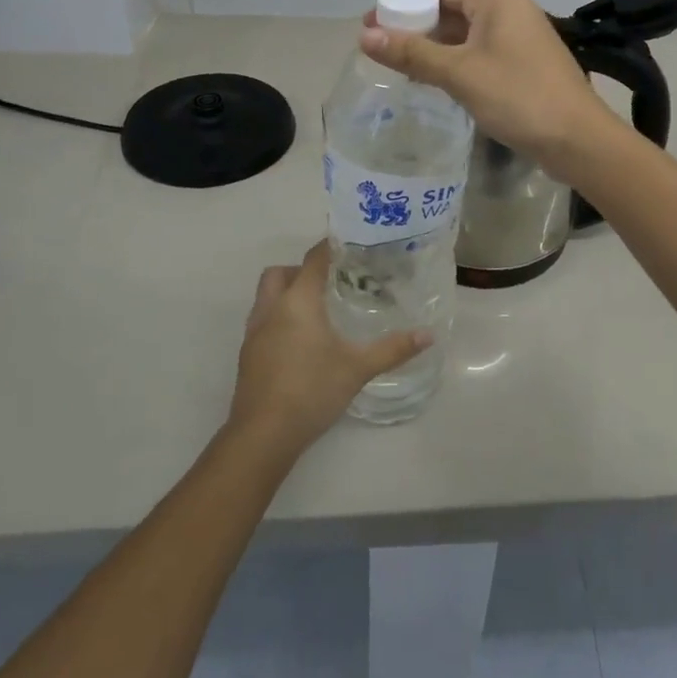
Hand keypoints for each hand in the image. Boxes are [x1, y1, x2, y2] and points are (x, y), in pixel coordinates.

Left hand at [227, 243, 428, 456]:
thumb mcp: (358, 368)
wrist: (262, 435)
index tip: (348, 242)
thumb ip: (393, 349)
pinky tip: (300, 340)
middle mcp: (271, 309)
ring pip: (266, 296)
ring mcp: (254, 333)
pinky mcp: (248, 355)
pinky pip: (262, 320)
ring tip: (318, 310)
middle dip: (302, 270)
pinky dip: (279, 317)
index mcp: (298, 302)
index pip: (313, 260)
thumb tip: (429, 335)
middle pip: (280, 272)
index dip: (329, 246)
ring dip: (287, 293)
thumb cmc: (312, 391)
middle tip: (330, 281)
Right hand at [361, 0, 615, 178]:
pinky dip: (452, 58)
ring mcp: (518, 36)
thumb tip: (365, 36)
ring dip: (431, 43)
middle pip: (450, 5)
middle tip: (379, 44)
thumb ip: (412, 53)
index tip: (370, 21)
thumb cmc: (518, 97)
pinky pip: (478, 50)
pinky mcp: (522, 62)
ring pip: (464, 31)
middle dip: (414, 21)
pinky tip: (431, 77)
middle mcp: (508, 9)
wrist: (578, 139)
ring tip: (398, 62)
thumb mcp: (460, 73)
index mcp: (496, 0)